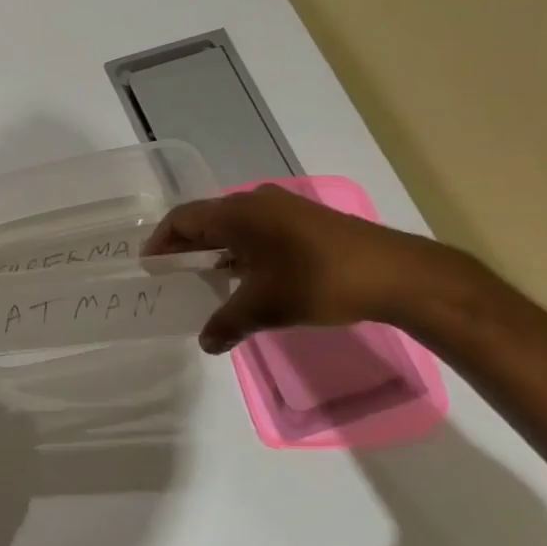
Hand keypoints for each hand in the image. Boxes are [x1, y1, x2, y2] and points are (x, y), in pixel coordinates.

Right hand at [143, 185, 460, 352]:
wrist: (396, 274)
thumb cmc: (318, 281)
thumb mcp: (266, 307)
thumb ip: (228, 323)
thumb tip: (206, 343)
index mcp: (237, 213)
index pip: (183, 219)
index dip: (161, 241)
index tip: (150, 266)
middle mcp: (256, 202)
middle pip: (207, 220)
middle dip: (187, 247)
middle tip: (172, 274)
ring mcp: (284, 209)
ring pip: (235, 226)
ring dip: (217, 250)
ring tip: (206, 280)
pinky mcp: (306, 222)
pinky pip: (258, 231)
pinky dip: (242, 251)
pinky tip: (248, 278)